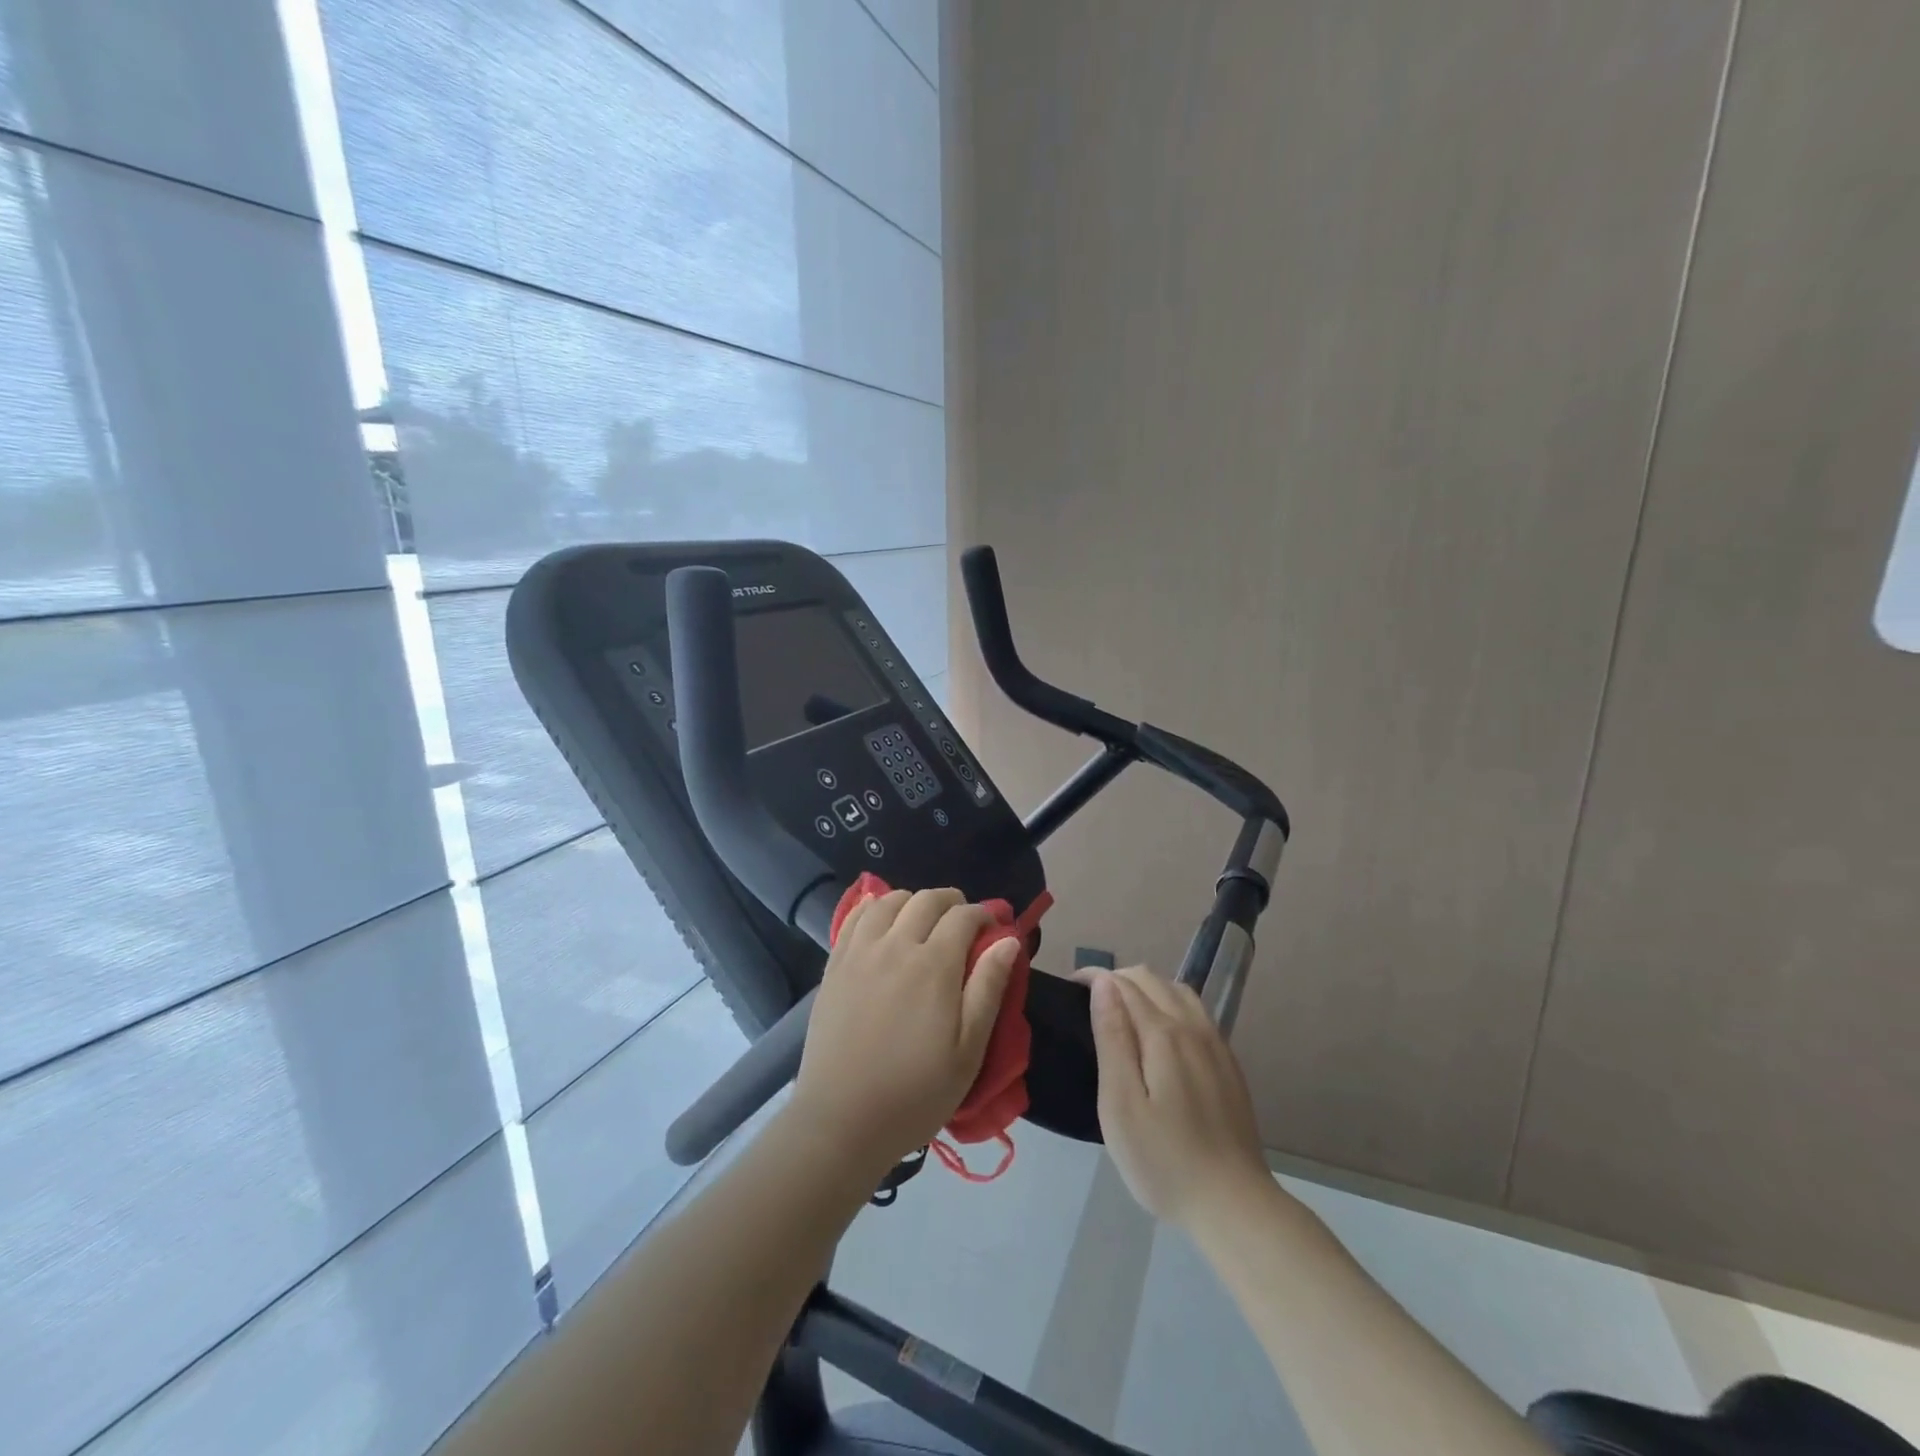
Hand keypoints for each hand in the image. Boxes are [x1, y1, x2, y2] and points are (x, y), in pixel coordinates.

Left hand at [791, 888, 1020, 1175]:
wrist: (842, 1121)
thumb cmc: (915, 1093)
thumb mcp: (968, 1050)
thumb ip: (989, 988)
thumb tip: (1009, 940)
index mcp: (934, 965)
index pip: (964, 916)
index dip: (984, 915)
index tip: (993, 930)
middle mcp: (896, 945)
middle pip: (927, 900)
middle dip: (952, 902)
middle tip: (963, 924)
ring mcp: (860, 952)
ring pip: (889, 901)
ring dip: (913, 901)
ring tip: (923, 922)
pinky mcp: (835, 965)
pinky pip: (854, 917)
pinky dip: (874, 907)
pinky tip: (882, 920)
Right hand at [1081, 964, 1272, 1227]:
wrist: (1234, 1204)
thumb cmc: (1164, 1159)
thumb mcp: (1121, 1104)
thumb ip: (1111, 1038)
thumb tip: (1104, 984)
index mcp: (1163, 1033)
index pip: (1124, 984)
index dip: (1094, 977)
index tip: (1069, 988)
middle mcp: (1193, 1027)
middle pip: (1152, 979)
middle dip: (1118, 978)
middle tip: (1089, 1001)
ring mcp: (1216, 1044)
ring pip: (1178, 991)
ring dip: (1146, 988)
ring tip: (1122, 1011)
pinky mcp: (1228, 1064)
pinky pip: (1196, 1012)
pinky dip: (1170, 1003)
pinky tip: (1161, 1032)